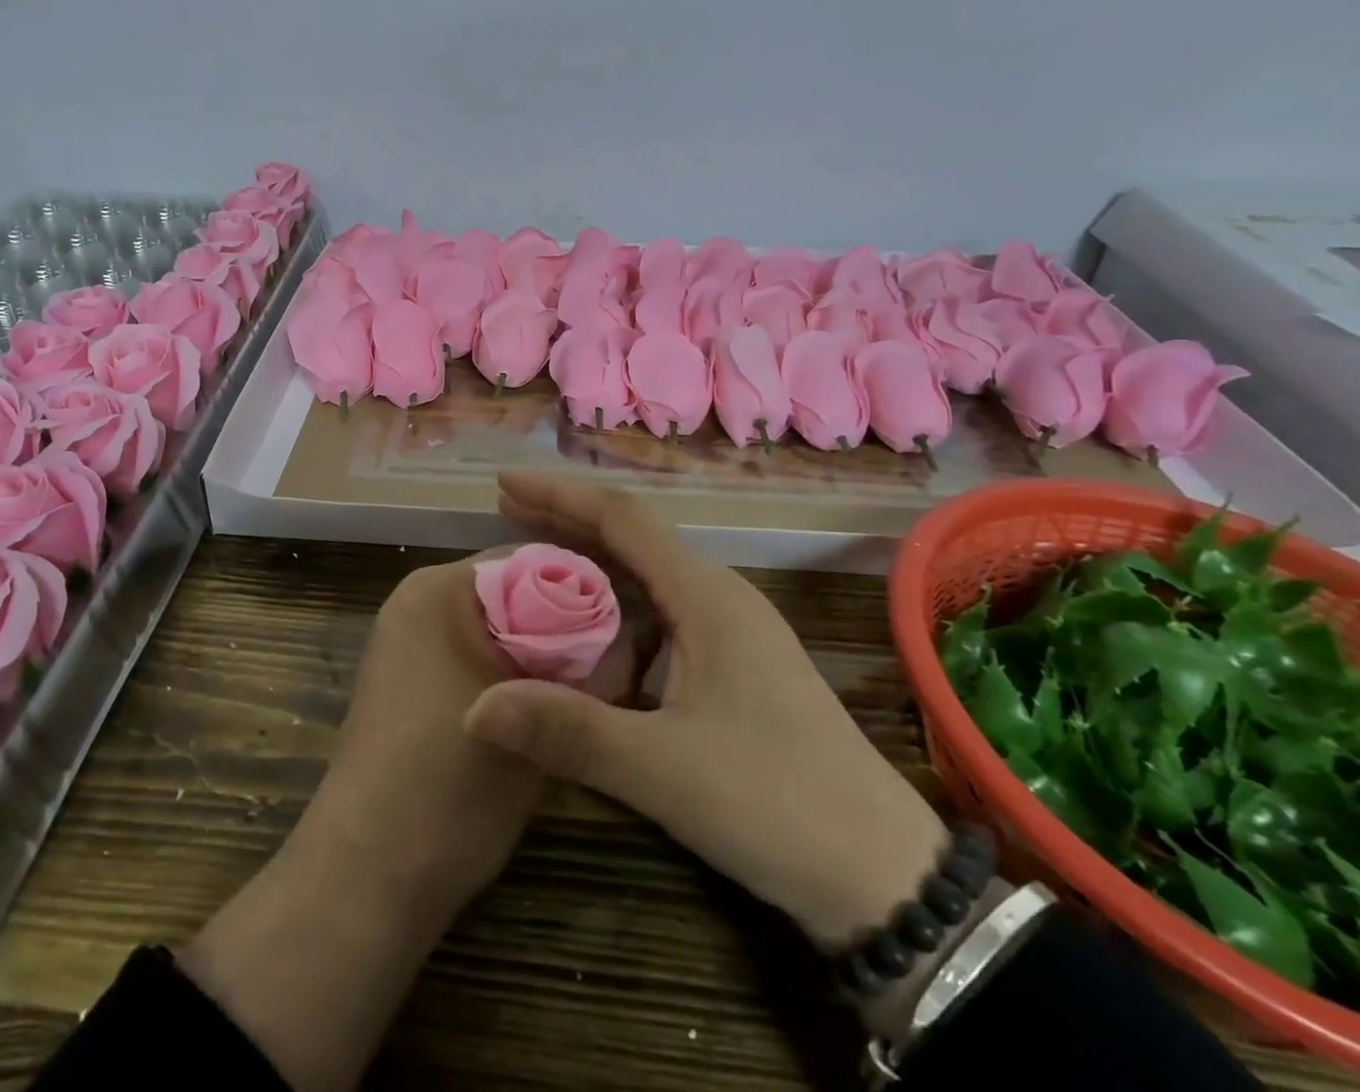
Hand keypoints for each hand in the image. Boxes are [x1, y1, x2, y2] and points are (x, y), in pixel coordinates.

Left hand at [296, 549, 631, 903]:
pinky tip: (542, 709)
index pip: (530, 560)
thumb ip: (594, 665)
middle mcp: (418, 600)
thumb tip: (635, 632)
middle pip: (513, 592)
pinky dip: (508, 672)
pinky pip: (472, 653)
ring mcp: (407, 640)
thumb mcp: (540, 717)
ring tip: (587, 690)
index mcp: (439, 588)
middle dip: (564, 624)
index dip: (584, 589)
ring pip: (496, 626)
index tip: (628, 626)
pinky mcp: (407, 679)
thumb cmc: (453, 785)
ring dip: (540, 652)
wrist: (370, 876)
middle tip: (615, 663)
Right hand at [464, 471, 947, 950]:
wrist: (885, 874)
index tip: (504, 484)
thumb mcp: (662, 770)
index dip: (560, 494)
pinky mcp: (736, 665)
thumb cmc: (776, 804)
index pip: (622, 517)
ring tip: (536, 565)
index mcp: (707, 596)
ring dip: (592, 561)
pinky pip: (662, 612)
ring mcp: (733, 631)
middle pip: (633, 536)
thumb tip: (475, 707)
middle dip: (567, 520)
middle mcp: (720, 596)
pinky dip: (616, 606)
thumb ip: (569, 732)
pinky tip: (591, 634)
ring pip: (648, 574)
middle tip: (505, 516)